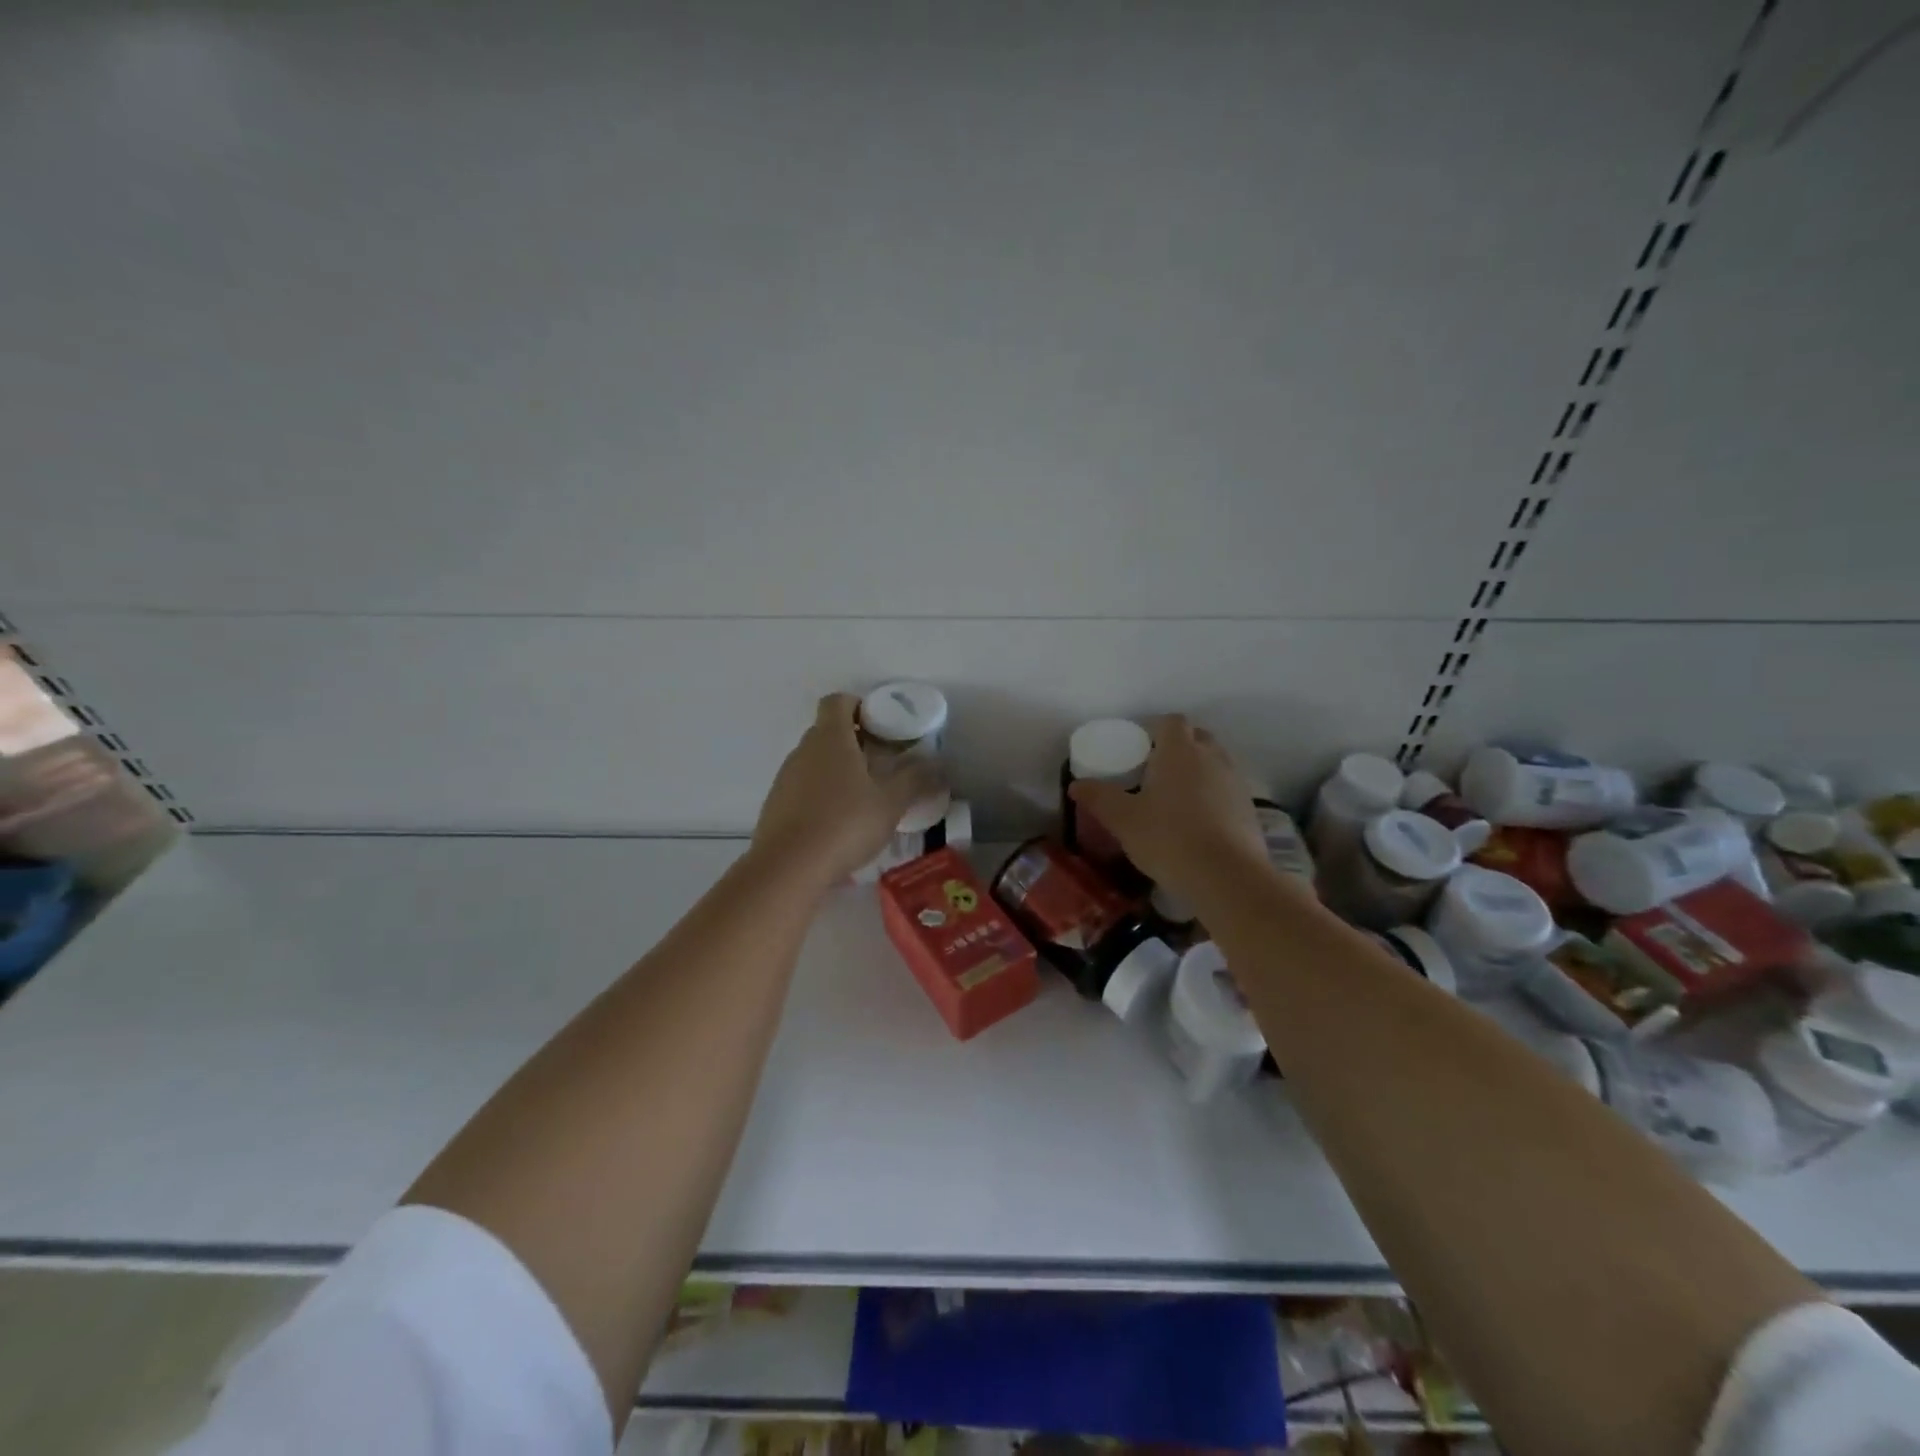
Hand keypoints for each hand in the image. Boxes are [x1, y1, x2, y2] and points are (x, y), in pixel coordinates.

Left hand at [749, 693, 943, 890]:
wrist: (788, 868)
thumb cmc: (844, 824)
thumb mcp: (891, 803)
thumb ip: (915, 779)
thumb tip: (938, 764)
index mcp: (830, 738)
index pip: (838, 701)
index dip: (859, 706)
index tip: (881, 727)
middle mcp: (803, 750)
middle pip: (827, 732)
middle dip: (854, 742)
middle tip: (882, 765)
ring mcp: (785, 778)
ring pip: (815, 762)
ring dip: (837, 771)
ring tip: (863, 799)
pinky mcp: (775, 806)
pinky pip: (803, 788)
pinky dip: (821, 796)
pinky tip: (838, 825)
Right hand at [1069, 715, 1271, 906]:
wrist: (1227, 877)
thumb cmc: (1169, 838)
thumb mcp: (1123, 820)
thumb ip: (1099, 798)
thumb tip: (1077, 784)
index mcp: (1179, 751)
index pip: (1170, 722)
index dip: (1154, 729)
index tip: (1138, 748)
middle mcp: (1212, 757)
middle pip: (1196, 737)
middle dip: (1177, 747)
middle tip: (1154, 771)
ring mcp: (1235, 782)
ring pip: (1214, 763)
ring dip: (1197, 771)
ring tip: (1176, 798)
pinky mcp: (1250, 808)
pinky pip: (1227, 789)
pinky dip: (1213, 796)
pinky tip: (1198, 822)